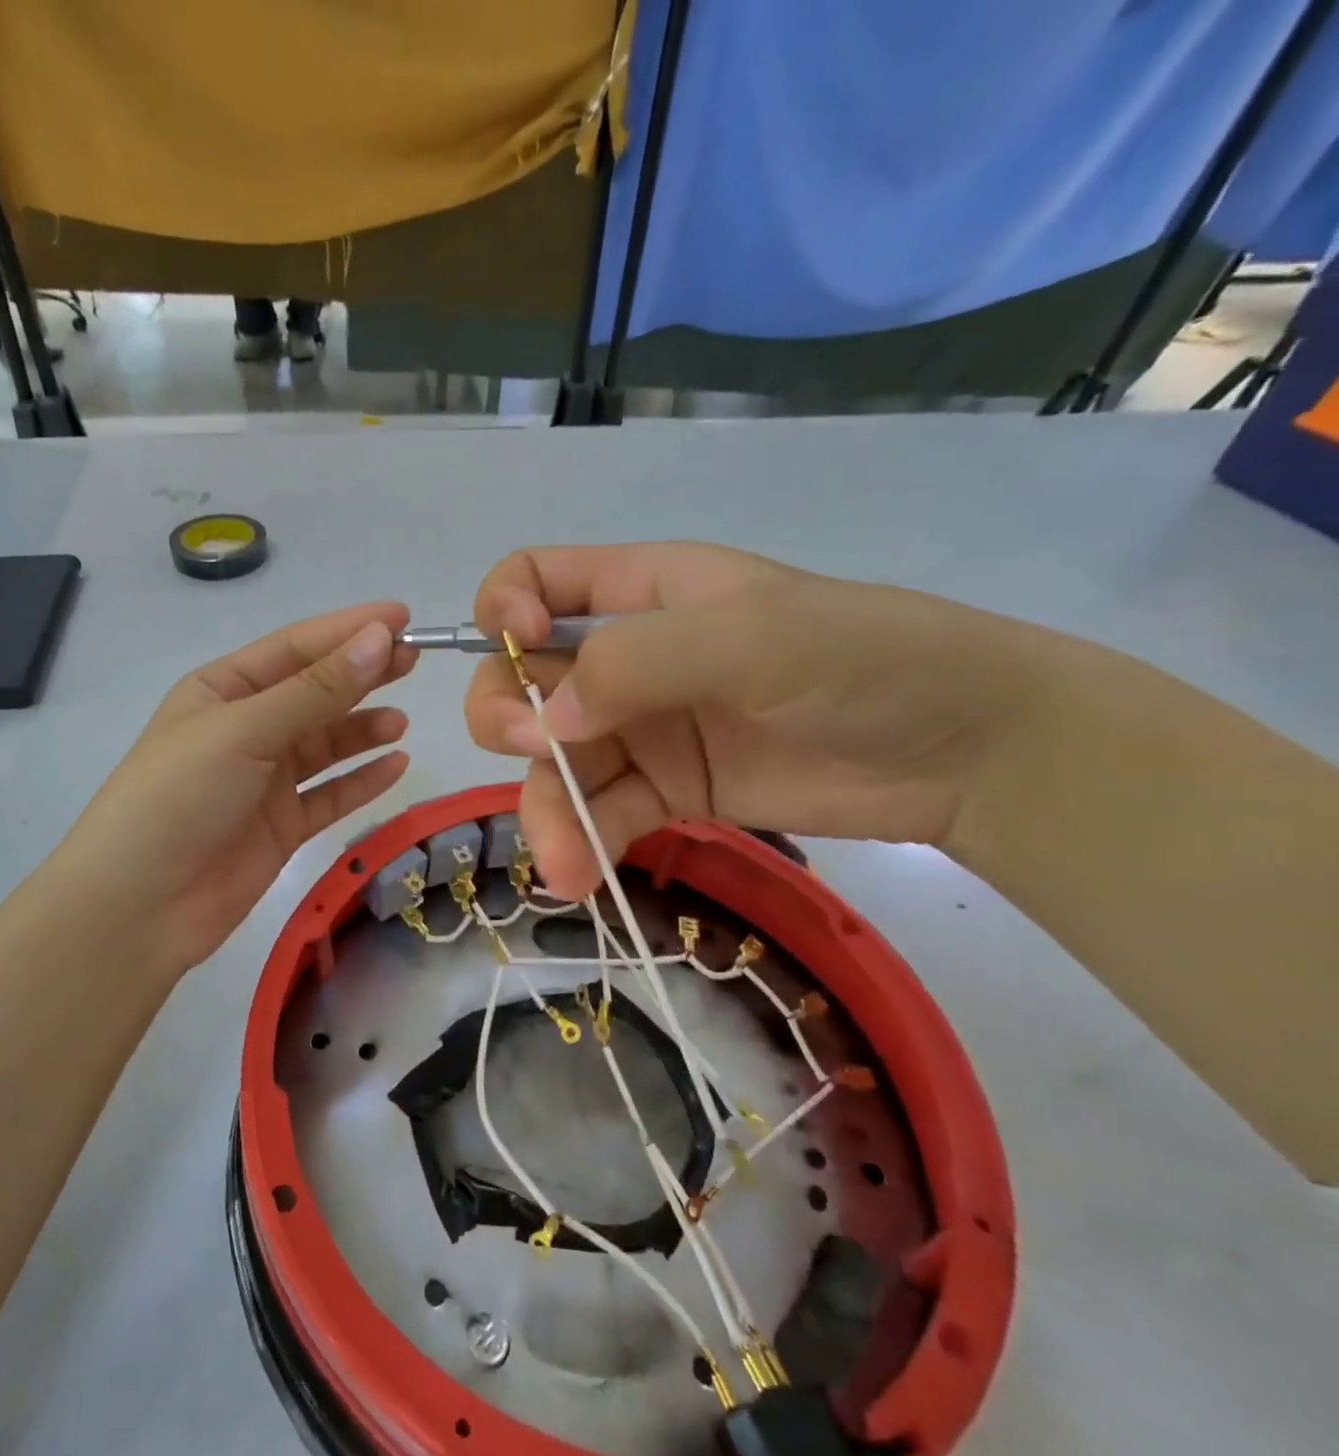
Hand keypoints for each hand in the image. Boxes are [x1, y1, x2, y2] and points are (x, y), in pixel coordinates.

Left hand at [54, 603, 416, 978]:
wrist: (138, 907)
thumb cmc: (180, 797)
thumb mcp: (245, 731)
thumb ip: (316, 691)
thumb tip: (378, 638)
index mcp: (222, 690)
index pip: (294, 648)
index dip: (347, 630)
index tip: (402, 619)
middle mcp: (245, 728)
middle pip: (314, 692)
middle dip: (361, 674)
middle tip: (413, 660)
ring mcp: (263, 780)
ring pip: (325, 744)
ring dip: (362, 729)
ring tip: (401, 721)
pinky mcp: (280, 826)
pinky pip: (330, 794)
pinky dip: (361, 779)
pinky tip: (396, 764)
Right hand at [465, 544, 1036, 899]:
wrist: (967, 753)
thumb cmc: (864, 660)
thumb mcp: (752, 636)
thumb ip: (639, 663)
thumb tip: (548, 723)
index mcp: (639, 591)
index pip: (531, 580)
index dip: (502, 609)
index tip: (522, 649)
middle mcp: (625, 657)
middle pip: (518, 678)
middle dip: (509, 718)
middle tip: (546, 753)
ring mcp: (641, 728)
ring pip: (550, 761)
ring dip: (545, 808)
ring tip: (565, 863)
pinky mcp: (666, 790)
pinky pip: (598, 812)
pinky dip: (582, 842)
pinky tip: (583, 877)